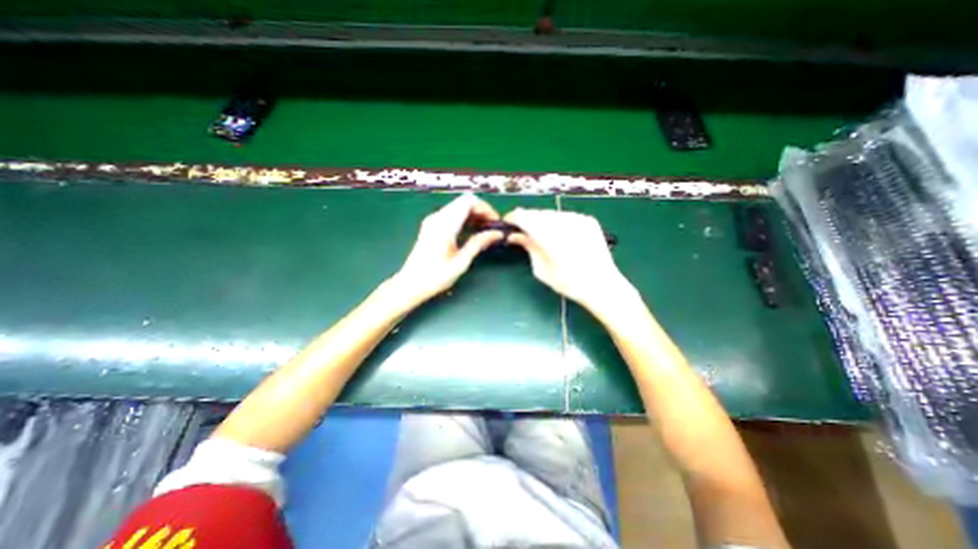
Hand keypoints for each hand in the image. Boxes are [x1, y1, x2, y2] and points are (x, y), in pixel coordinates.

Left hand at [393, 193, 507, 303]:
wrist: (411, 284)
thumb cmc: (436, 276)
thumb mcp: (461, 262)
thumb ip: (478, 243)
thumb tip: (497, 234)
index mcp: (445, 225)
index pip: (469, 202)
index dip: (485, 208)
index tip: (496, 222)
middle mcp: (437, 217)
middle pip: (464, 202)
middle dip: (481, 211)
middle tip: (492, 227)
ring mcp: (432, 221)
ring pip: (458, 207)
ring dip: (473, 215)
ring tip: (484, 231)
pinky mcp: (431, 226)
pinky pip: (451, 214)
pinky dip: (464, 219)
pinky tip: (471, 232)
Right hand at [504, 211, 634, 313]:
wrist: (602, 285)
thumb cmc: (568, 283)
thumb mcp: (541, 269)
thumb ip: (528, 247)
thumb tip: (515, 236)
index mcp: (548, 235)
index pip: (524, 216)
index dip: (513, 218)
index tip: (507, 223)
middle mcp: (562, 221)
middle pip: (537, 213)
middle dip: (527, 219)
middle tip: (522, 231)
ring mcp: (577, 218)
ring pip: (551, 213)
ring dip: (542, 220)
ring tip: (541, 235)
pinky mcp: (588, 220)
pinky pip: (565, 216)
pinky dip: (557, 222)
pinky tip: (559, 235)